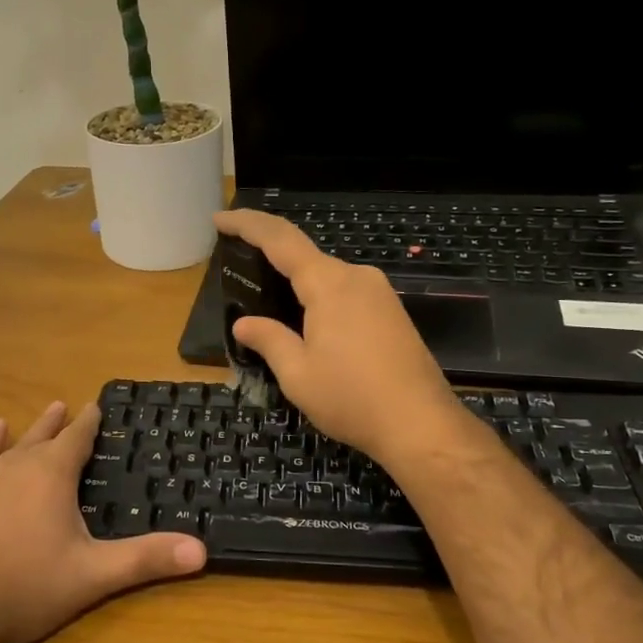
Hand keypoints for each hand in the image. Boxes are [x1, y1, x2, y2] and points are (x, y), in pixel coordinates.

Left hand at [0, 401, 205, 642]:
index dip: (91, 423)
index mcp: (52, 476)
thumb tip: (202, 551)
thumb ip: (146, 560)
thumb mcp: (92, 576)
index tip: (98, 405)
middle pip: (44, 437)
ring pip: (11, 446)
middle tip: (69, 405)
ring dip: (28, 431)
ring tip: (39, 413)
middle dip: (61, 424)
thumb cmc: (24, 588)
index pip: (78, 439)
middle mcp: (16, 468)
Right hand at [215, 210, 466, 464]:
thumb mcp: (297, 374)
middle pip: (305, 256)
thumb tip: (244, 323)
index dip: (247, 224)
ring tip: (271, 306)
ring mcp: (380, 293)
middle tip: (241, 273)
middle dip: (271, 259)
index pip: (280, 239)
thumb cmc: (352, 398)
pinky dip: (320, 299)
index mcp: (328, 284)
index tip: (220, 219)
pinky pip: (346, 293)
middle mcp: (357, 277)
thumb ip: (269, 340)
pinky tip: (310, 324)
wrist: (421, 424)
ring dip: (297, 284)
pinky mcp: (393, 312)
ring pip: (328, 277)